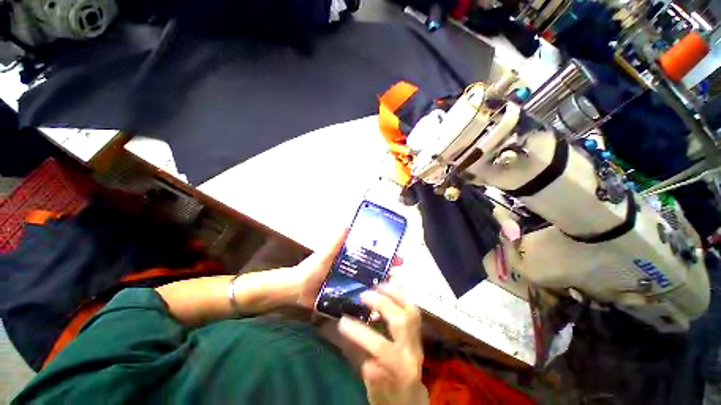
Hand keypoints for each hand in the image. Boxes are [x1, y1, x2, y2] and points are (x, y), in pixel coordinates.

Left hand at [288, 230, 402, 308]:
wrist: (297, 290)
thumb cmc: (311, 269)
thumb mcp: (324, 254)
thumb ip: (334, 242)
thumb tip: (347, 225)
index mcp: (349, 258)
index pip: (371, 255)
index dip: (385, 255)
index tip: (399, 258)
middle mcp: (352, 270)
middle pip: (374, 271)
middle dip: (388, 272)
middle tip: (400, 278)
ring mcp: (350, 286)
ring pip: (370, 286)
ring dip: (381, 289)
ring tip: (395, 295)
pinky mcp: (345, 298)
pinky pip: (360, 301)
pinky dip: (369, 305)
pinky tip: (379, 312)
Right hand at [337, 286, 426, 404]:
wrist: (412, 398)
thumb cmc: (390, 396)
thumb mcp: (374, 390)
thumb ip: (367, 367)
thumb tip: (357, 348)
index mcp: (400, 368)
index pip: (381, 347)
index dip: (360, 333)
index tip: (342, 322)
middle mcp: (413, 350)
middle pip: (401, 321)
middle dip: (382, 304)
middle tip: (364, 294)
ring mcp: (418, 338)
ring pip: (411, 310)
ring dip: (394, 293)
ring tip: (378, 284)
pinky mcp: (419, 331)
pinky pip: (413, 307)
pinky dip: (403, 294)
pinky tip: (392, 284)